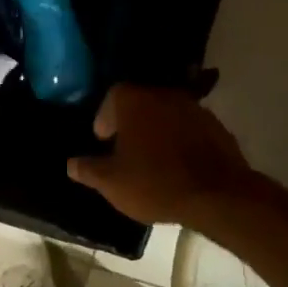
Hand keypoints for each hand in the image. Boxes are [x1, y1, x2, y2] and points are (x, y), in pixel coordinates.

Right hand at [66, 84, 254, 226]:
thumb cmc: (155, 183)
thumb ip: (89, 170)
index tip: (105, 143)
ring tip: (153, 160)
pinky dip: (181, 139)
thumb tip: (71, 163)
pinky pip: (188, 127)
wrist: (216, 193)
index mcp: (133, 100)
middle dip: (131, 124)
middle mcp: (162, 93)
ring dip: (157, 130)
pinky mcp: (214, 123)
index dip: (105, 120)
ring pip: (165, 114)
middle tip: (126, 152)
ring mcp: (192, 106)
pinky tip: (180, 164)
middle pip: (139, 103)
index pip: (111, 98)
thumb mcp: (112, 183)